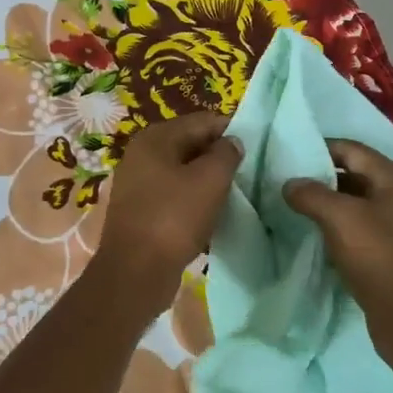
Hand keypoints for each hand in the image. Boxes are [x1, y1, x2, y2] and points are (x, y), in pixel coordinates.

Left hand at [93, 113, 242, 313]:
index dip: (231, 131)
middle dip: (218, 156)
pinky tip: (211, 213)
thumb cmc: (174, 218)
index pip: (202, 121)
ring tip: (232, 193)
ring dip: (206, 179)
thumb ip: (226, 154)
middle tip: (247, 173)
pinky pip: (173, 194)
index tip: (255, 149)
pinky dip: (193, 199)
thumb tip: (231, 142)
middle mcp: (141, 154)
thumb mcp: (210, 180)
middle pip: (190, 143)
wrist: (136, 272)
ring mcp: (137, 182)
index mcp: (155, 138)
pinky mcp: (139, 209)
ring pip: (182, 171)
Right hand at [284, 140, 392, 370]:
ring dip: (323, 201)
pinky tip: (310, 231)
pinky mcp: (387, 249)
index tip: (285, 154)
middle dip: (318, 174)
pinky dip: (333, 223)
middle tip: (282, 180)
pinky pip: (355, 225)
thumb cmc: (381, 260)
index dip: (318, 147)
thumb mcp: (342, 220)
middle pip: (352, 172)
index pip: (351, 149)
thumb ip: (311, 194)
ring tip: (289, 204)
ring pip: (352, 200)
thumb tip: (289, 184)